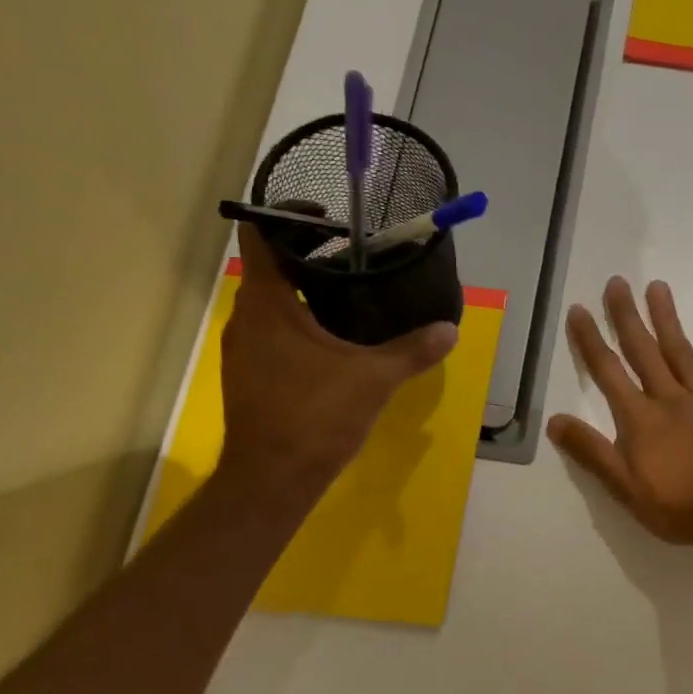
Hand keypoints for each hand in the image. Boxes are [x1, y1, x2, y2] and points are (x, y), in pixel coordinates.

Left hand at [218, 226, 456, 497]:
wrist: (272, 478)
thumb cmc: (316, 416)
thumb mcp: (374, 379)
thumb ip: (413, 350)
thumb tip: (450, 329)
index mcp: (267, 303)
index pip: (259, 234)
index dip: (286, 214)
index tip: (327, 217)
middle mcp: (245, 318)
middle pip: (268, 266)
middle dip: (307, 254)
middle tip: (354, 254)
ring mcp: (242, 349)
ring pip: (270, 302)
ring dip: (302, 291)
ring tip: (350, 293)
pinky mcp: (248, 375)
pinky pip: (271, 332)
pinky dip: (297, 323)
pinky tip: (333, 342)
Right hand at [547, 277, 692, 547]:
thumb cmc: (679, 507)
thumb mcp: (625, 489)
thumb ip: (591, 453)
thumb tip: (554, 421)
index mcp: (640, 420)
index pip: (608, 373)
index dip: (590, 341)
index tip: (579, 310)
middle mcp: (669, 399)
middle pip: (643, 352)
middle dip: (627, 317)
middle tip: (617, 282)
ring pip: (680, 352)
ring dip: (667, 319)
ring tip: (657, 287)